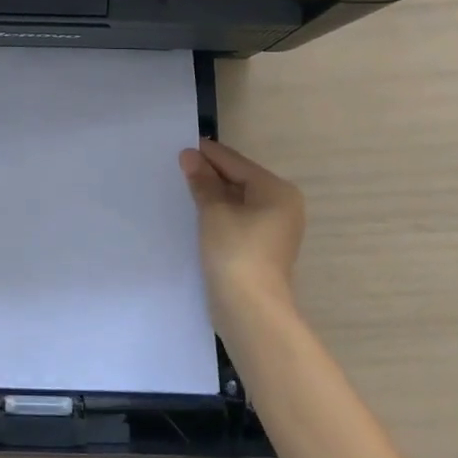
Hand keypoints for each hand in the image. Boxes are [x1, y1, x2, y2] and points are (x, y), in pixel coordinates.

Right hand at [179, 139, 304, 315]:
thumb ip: (202, 181)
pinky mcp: (261, 248)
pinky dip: (218, 213)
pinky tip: (194, 212)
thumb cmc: (236, 252)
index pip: (235, 162)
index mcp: (277, 191)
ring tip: (180, 187)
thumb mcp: (214, 211)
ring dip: (211, 195)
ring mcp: (273, 229)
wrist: (251, 312)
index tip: (179, 146)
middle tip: (176, 166)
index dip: (207, 154)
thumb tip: (190, 155)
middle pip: (238, 180)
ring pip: (237, 201)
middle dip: (209, 175)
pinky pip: (237, 219)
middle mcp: (281, 206)